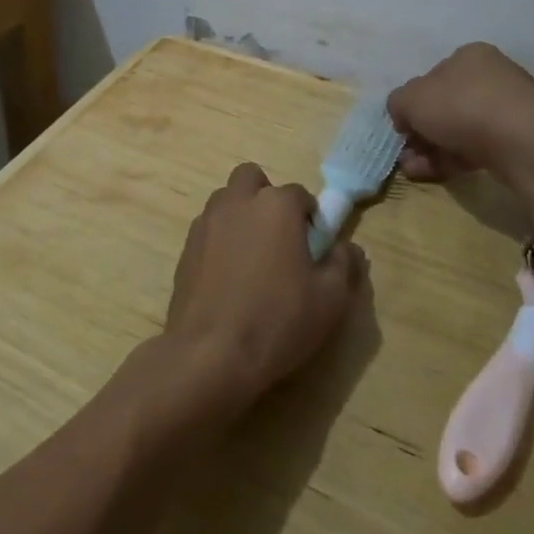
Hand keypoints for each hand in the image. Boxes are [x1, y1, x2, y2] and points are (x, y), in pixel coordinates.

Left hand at [163, 162, 366, 412]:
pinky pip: (208, 229)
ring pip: (226, 201)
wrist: (210, 353)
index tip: (314, 248)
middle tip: (279, 238)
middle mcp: (238, 202)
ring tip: (253, 258)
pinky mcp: (185, 247)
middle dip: (266, 197)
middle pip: (252, 179)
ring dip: (241, 215)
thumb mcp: (330, 299)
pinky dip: (220, 240)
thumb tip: (348, 248)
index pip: (299, 194)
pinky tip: (229, 277)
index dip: (310, 218)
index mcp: (276, 205)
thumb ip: (344, 264)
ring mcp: (206, 222)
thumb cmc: (278, 320)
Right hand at [387, 42, 533, 181]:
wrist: (520, 142)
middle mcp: (492, 75)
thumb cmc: (460, 107)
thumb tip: (403, 114)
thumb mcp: (410, 99)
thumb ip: (398, 103)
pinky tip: (438, 173)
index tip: (402, 127)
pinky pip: (479, 146)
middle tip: (407, 154)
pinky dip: (455, 159)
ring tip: (416, 170)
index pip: (432, 78)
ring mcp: (509, 108)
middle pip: (445, 106)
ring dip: (433, 150)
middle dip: (421, 132)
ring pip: (460, 129)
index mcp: (469, 56)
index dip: (412, 104)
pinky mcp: (520, 138)